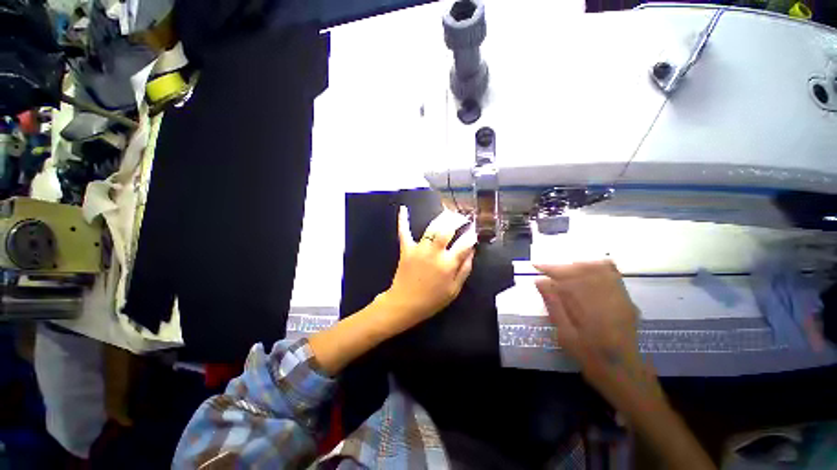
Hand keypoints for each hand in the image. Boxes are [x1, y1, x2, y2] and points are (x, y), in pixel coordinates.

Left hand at [381, 206, 476, 330]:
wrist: (405, 304)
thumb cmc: (432, 300)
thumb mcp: (454, 290)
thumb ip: (464, 270)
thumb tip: (471, 252)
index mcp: (449, 264)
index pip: (465, 244)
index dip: (471, 236)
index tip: (474, 232)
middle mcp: (435, 253)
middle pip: (448, 230)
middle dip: (457, 220)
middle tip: (463, 218)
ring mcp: (420, 249)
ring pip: (432, 228)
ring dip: (441, 217)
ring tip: (448, 212)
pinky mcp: (406, 249)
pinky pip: (404, 232)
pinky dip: (403, 220)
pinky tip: (403, 209)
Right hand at [535, 261, 652, 393]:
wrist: (626, 374)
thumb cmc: (591, 358)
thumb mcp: (566, 335)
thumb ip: (554, 305)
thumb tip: (540, 281)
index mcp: (590, 308)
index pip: (568, 278)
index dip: (551, 269)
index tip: (536, 266)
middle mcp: (608, 298)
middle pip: (583, 270)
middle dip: (562, 266)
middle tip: (547, 269)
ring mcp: (621, 298)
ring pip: (598, 269)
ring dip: (577, 265)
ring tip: (562, 270)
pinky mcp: (627, 300)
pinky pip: (612, 275)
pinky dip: (596, 268)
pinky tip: (585, 271)